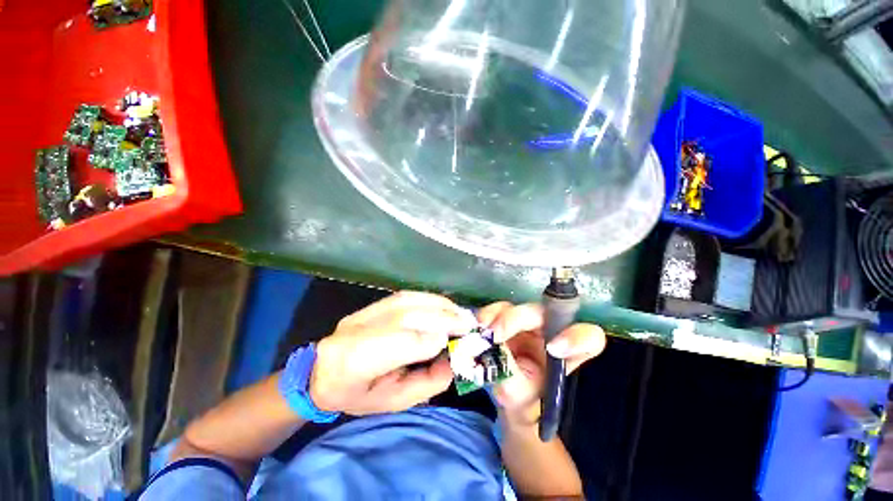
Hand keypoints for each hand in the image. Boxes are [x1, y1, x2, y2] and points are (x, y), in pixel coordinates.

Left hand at [310, 291, 477, 415]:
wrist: (323, 371)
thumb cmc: (359, 394)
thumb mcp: (393, 402)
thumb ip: (425, 384)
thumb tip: (453, 360)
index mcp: (354, 363)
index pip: (397, 345)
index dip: (430, 339)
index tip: (460, 340)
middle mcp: (357, 330)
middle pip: (407, 316)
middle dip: (443, 318)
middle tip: (469, 324)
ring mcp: (363, 312)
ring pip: (409, 301)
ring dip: (440, 304)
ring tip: (461, 313)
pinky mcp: (372, 304)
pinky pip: (406, 295)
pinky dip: (429, 298)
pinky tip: (444, 304)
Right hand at [478, 302, 605, 425]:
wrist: (508, 394)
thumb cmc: (524, 403)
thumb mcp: (522, 403)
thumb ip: (515, 386)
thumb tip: (500, 365)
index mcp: (567, 354)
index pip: (587, 337)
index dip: (574, 337)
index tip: (552, 349)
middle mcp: (549, 332)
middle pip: (543, 313)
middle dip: (519, 319)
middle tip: (498, 334)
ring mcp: (527, 323)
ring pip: (518, 307)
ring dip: (500, 316)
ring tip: (485, 331)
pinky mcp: (507, 318)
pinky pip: (498, 309)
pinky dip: (488, 314)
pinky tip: (480, 324)